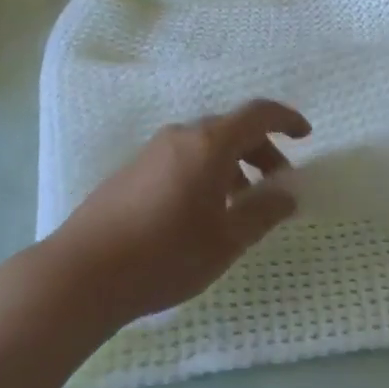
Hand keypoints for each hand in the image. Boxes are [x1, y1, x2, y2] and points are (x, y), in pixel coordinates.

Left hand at [49, 100, 310, 324]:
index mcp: (208, 144)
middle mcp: (181, 136)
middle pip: (231, 130)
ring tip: (240, 207)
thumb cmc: (165, 254)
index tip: (305, 136)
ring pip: (205, 146)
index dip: (285, 120)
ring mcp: (152, 152)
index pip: (257, 114)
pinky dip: (206, 173)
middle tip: (276, 186)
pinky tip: (202, 214)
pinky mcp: (133, 171)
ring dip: (233, 166)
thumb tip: (288, 194)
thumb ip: (263, 212)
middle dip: (261, 152)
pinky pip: (182, 159)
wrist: (82, 273)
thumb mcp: (226, 240)